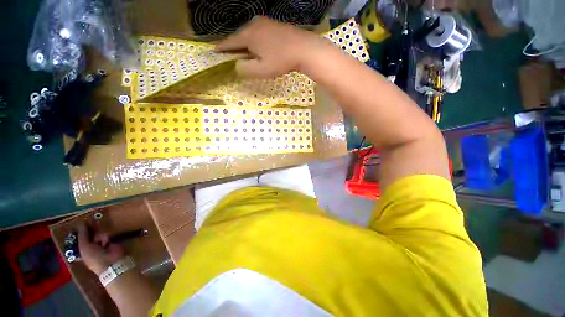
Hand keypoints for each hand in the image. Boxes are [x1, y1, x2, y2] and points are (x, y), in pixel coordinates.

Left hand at [77, 224, 124, 274]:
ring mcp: (102, 244)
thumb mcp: (84, 247)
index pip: (81, 239)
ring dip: (99, 236)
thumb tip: (81, 223)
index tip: (83, 224)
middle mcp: (92, 247)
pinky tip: (107, 240)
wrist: (111, 262)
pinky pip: (107, 235)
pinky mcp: (112, 242)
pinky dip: (107, 236)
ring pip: (99, 234)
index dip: (81, 232)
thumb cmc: (94, 257)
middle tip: (92, 227)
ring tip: (101, 240)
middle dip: (91, 232)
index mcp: (83, 250)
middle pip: (90, 235)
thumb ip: (83, 236)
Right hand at [216, 16, 325, 77]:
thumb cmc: (281, 61)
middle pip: (239, 37)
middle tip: (231, 56)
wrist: (304, 48)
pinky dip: (255, 41)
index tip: (214, 52)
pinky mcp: (274, 24)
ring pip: (249, 34)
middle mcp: (254, 24)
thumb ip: (245, 68)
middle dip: (234, 47)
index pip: (230, 42)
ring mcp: (265, 22)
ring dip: (245, 44)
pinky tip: (259, 48)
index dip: (221, 48)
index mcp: (248, 35)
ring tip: (245, 54)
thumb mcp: (261, 70)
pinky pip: (258, 33)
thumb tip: (237, 64)